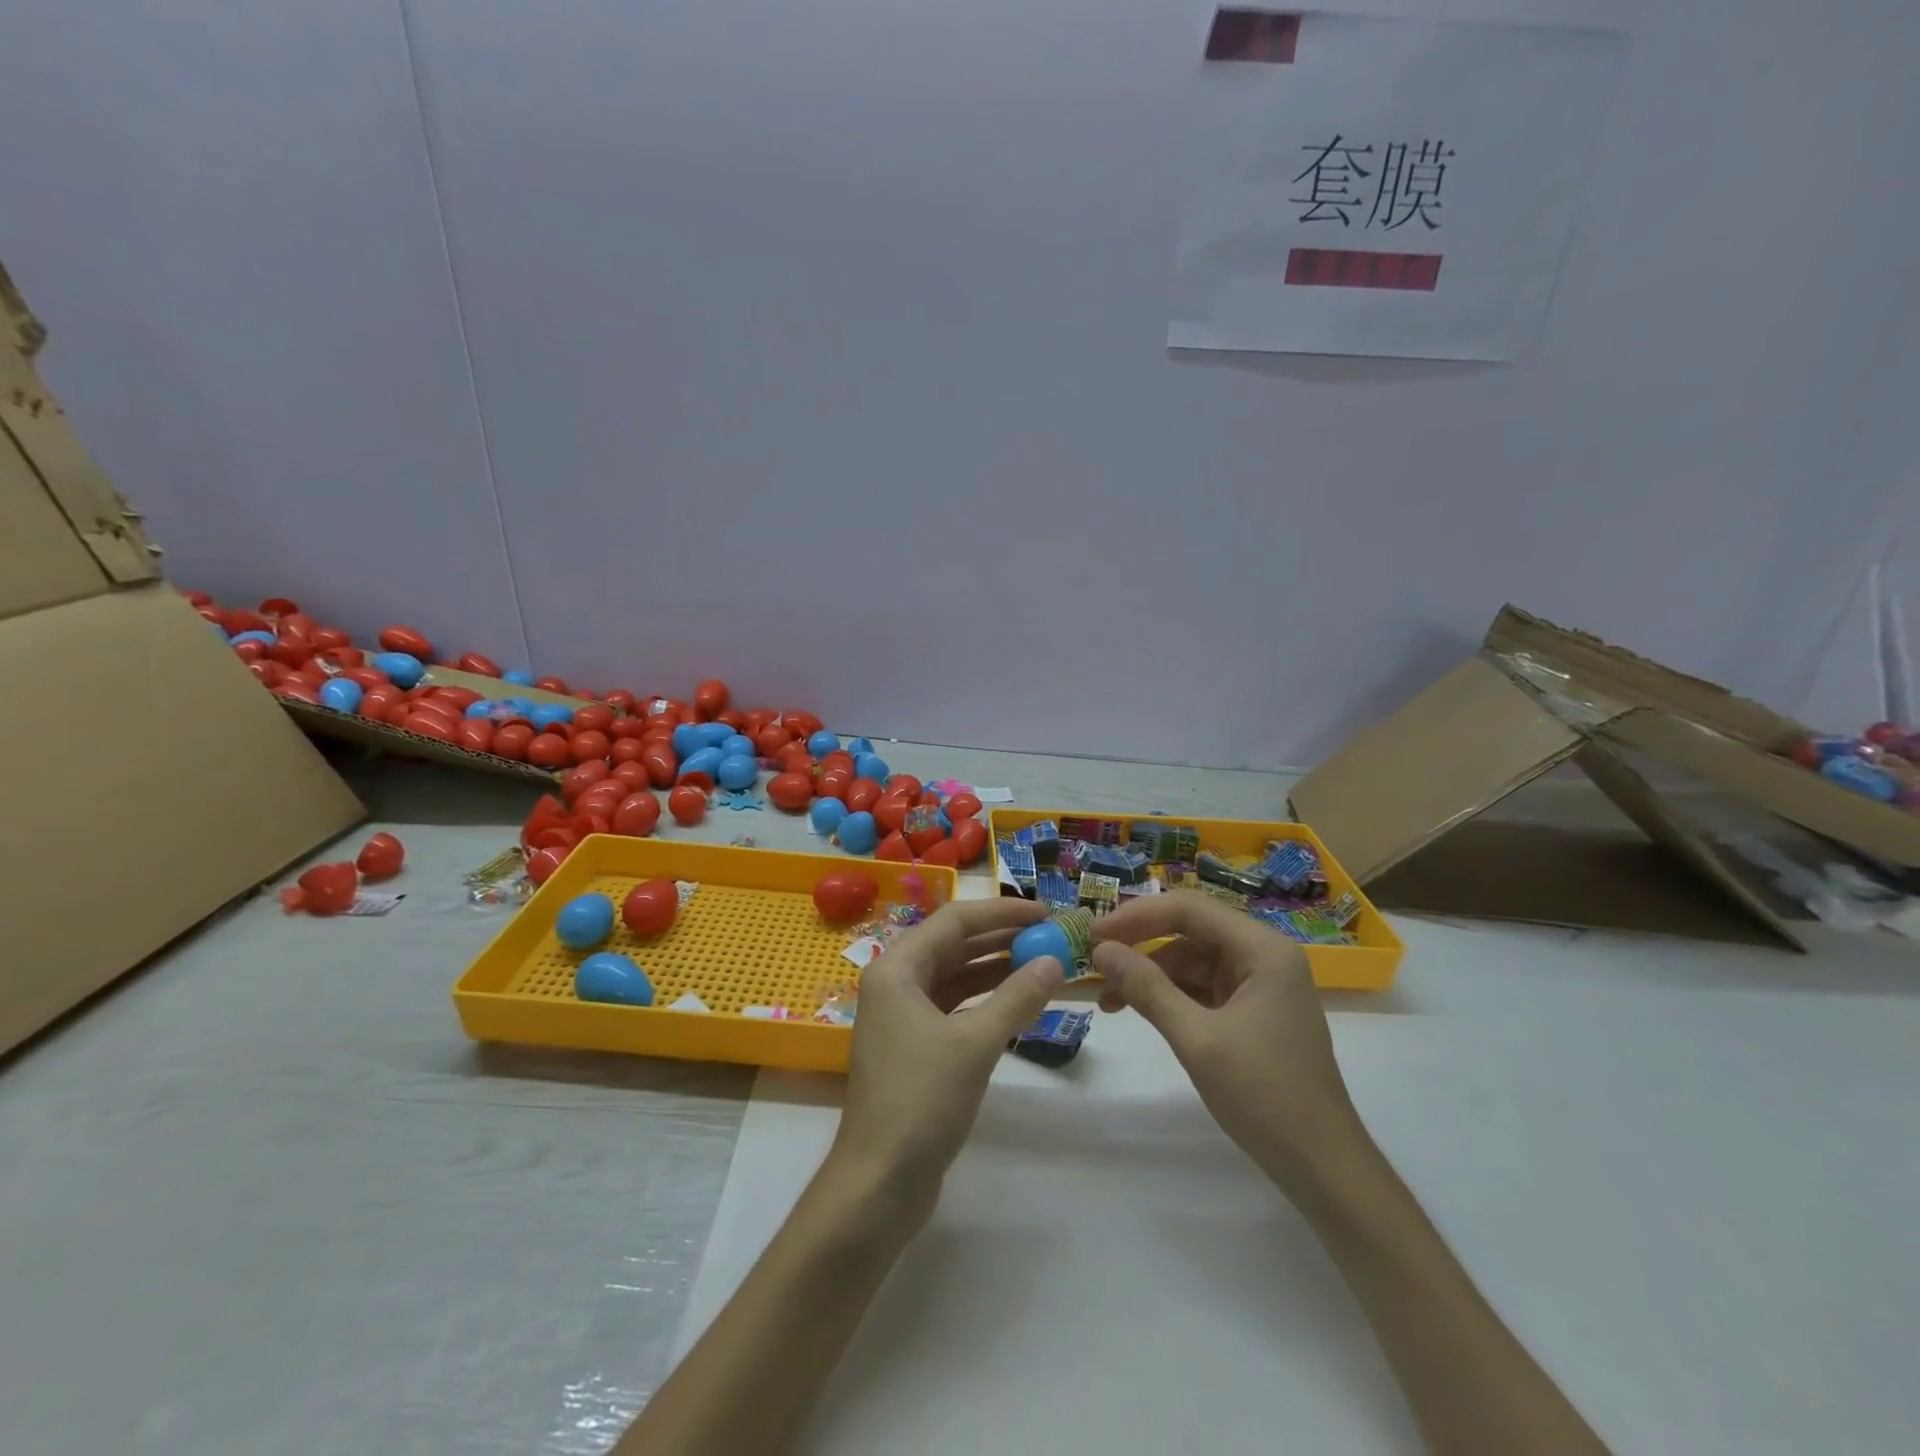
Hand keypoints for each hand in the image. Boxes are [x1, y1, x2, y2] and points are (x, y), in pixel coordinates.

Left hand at [834, 897, 1061, 1206]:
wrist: (879, 1182)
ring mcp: (904, 1016)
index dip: (1001, 912)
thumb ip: (1016, 998)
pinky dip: (987, 1001)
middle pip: (954, 945)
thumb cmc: (920, 1101)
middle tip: (1051, 936)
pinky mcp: (916, 1046)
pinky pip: (956, 1007)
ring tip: (1044, 964)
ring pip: (956, 977)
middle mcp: (896, 983)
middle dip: (1002, 938)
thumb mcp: (974, 1045)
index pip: (954, 921)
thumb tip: (1054, 962)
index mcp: (897, 968)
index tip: (1045, 913)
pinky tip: (1020, 1002)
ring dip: (998, 969)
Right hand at [1091, 891, 1362, 1189]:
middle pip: (1190, 930)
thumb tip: (1101, 951)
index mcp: (1263, 949)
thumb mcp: (1197, 1039)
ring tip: (1108, 999)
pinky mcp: (1252, 1011)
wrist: (1323, 1168)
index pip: (1189, 909)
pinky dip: (1169, 995)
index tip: (1094, 935)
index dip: (1137, 916)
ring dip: (1150, 974)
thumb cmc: (1264, 1096)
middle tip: (1095, 962)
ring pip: (1192, 960)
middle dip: (1141, 945)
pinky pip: (1202, 987)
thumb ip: (1147, 988)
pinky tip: (1138, 1009)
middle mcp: (1264, 956)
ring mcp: (1260, 984)